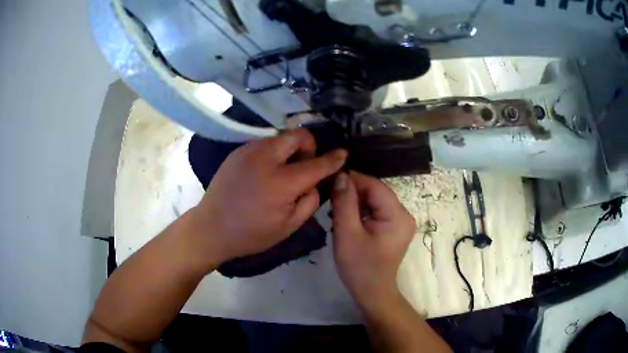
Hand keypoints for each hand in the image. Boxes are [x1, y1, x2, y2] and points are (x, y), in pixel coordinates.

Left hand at [189, 128, 346, 268]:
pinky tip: (265, 172)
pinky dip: (273, 152)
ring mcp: (249, 151)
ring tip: (283, 171)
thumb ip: (309, 201)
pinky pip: (264, 143)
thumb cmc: (251, 233)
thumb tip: (314, 183)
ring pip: (280, 137)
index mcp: (282, 182)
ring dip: (290, 149)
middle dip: (309, 146)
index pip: (316, 163)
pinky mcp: (238, 151)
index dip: (333, 158)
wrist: (211, 227)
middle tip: (304, 166)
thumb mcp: (288, 227)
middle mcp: (266, 159)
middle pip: (298, 135)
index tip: (343, 153)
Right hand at [331, 171, 415, 313]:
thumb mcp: (347, 233)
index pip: (375, 186)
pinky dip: (361, 212)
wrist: (372, 293)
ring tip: (335, 210)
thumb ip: (344, 202)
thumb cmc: (359, 267)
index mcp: (398, 215)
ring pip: (375, 201)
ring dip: (355, 202)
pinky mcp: (394, 228)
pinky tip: (346, 218)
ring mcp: (400, 221)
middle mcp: (404, 214)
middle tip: (329, 197)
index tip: (330, 178)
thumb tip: (341, 175)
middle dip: (352, 193)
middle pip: (376, 192)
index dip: (353, 179)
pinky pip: (376, 211)